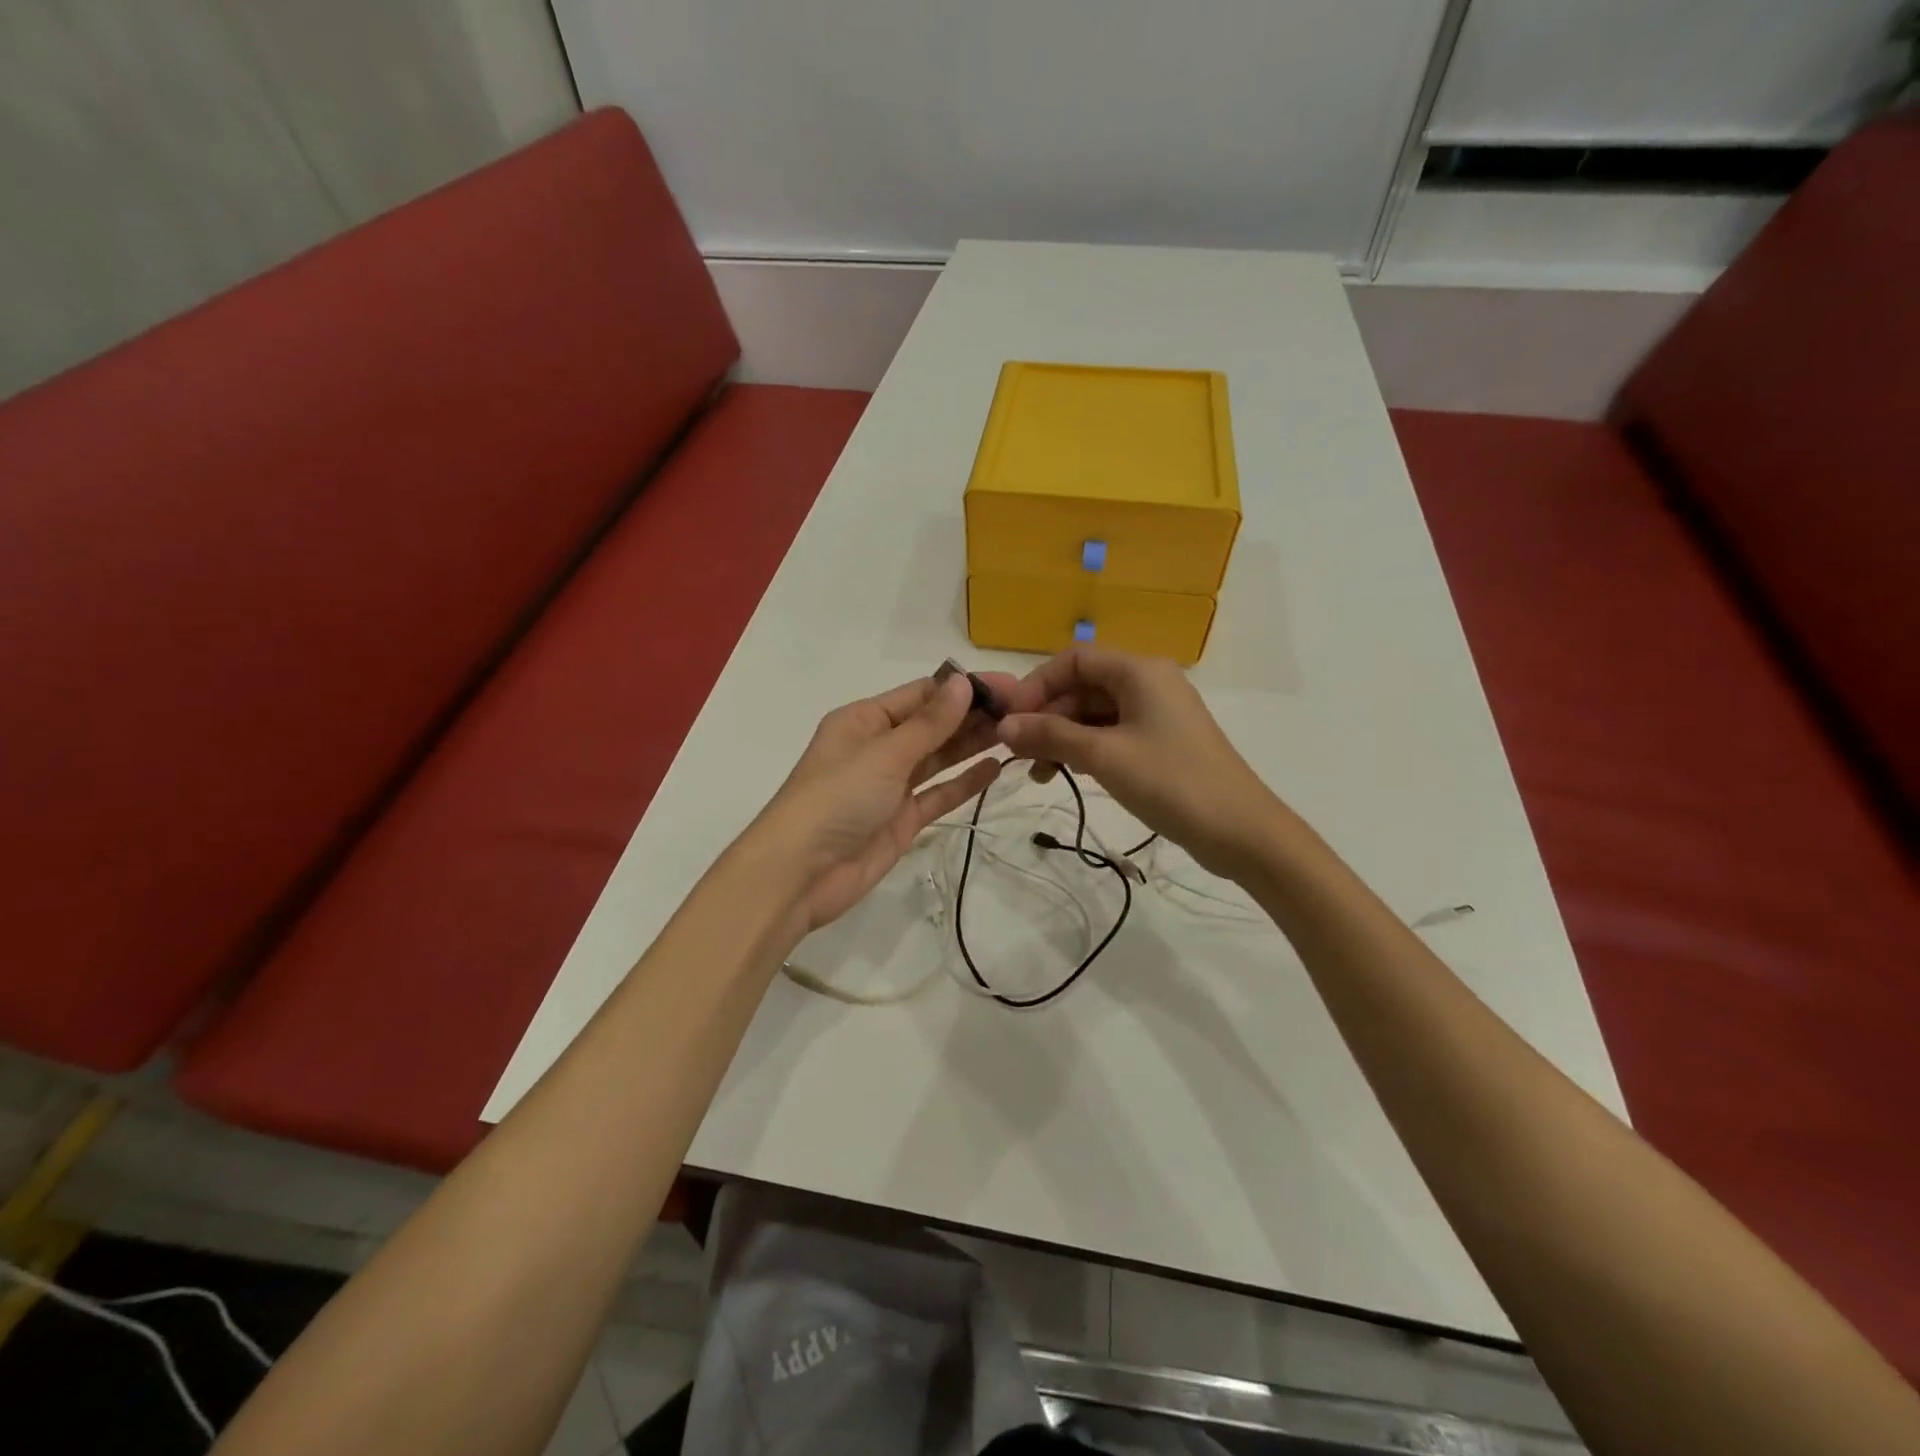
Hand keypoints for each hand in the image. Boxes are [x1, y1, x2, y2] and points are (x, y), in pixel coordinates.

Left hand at [748, 672, 1007, 934]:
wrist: (800, 874)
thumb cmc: (837, 798)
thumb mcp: (884, 753)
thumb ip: (929, 723)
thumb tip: (962, 682)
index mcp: (864, 720)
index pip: (921, 694)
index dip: (962, 688)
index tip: (1007, 686)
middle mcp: (878, 747)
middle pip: (933, 725)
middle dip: (972, 716)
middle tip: (1024, 710)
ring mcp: (891, 785)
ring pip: (939, 758)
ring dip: (972, 745)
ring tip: (1017, 733)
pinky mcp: (902, 819)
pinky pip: (938, 794)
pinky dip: (964, 782)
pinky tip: (995, 769)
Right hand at [994, 647, 1288, 879]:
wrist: (1241, 831)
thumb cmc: (1172, 782)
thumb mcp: (1104, 756)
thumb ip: (1050, 735)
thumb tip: (1003, 725)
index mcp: (1139, 671)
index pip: (1073, 660)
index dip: (1036, 685)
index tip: (1008, 719)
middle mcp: (1148, 682)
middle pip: (1082, 686)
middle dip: (1046, 716)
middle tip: (1017, 753)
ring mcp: (1156, 714)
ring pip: (1094, 713)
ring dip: (1062, 737)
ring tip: (1039, 773)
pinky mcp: (1161, 742)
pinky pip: (1111, 734)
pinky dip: (1085, 749)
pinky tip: (1066, 774)